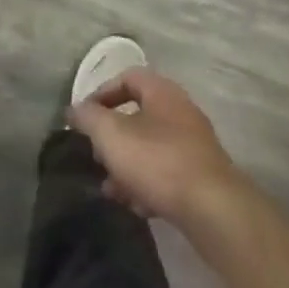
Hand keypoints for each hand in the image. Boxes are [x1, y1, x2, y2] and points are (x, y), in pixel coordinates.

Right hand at [68, 68, 243, 226]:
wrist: (213, 209)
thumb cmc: (158, 161)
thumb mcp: (112, 135)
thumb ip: (89, 118)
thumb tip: (75, 109)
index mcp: (162, 92)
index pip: (128, 78)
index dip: (102, 93)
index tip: (84, 117)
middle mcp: (181, 111)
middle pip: (139, 115)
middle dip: (113, 136)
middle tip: (96, 155)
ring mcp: (195, 144)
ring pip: (151, 147)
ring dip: (128, 164)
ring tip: (111, 189)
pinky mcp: (202, 177)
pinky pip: (167, 173)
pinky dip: (148, 185)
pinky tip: (136, 206)